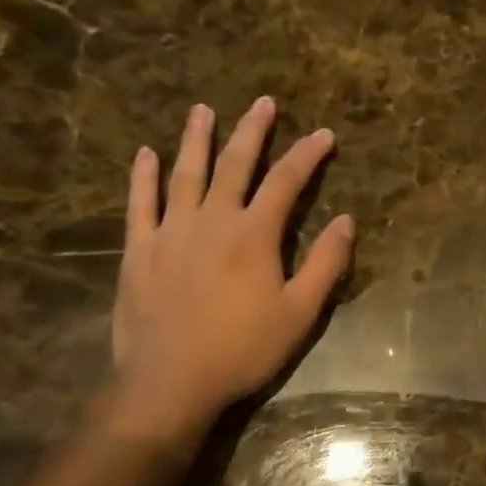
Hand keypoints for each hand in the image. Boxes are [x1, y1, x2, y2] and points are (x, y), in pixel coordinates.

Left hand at [107, 96, 353, 441]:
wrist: (170, 382)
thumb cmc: (242, 349)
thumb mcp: (299, 313)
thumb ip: (325, 263)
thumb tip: (347, 221)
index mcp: (254, 234)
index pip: (287, 182)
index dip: (308, 154)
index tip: (324, 134)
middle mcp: (213, 220)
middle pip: (235, 164)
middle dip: (253, 131)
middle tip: (262, 102)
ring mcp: (170, 231)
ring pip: (185, 174)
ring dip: (196, 139)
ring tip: (203, 110)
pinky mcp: (138, 250)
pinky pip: (139, 204)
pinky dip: (142, 177)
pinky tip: (145, 154)